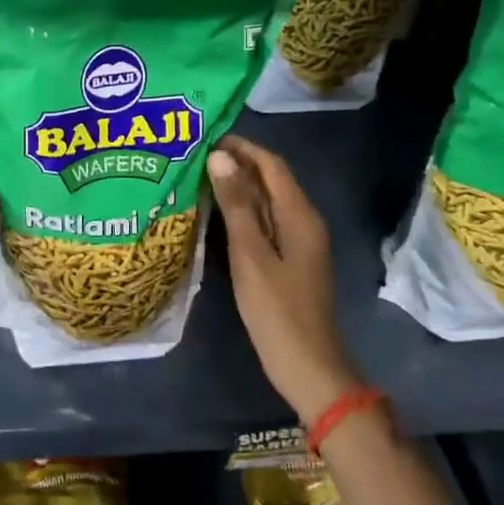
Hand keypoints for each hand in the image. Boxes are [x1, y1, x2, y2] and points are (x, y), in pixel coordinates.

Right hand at [209, 135, 361, 422]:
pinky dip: (242, 211)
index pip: (271, 165)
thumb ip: (236, 205)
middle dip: (237, 164)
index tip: (206, 137)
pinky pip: (265, 222)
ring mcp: (299, 242)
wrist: (309, 367)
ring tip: (198, 178)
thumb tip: (220, 157)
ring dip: (237, 187)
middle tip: (195, 156)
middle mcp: (304, 222)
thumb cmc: (277, 311)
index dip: (242, 147)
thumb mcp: (250, 255)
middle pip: (271, 180)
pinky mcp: (290, 260)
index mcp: (300, 216)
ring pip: (267, 201)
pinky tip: (216, 215)